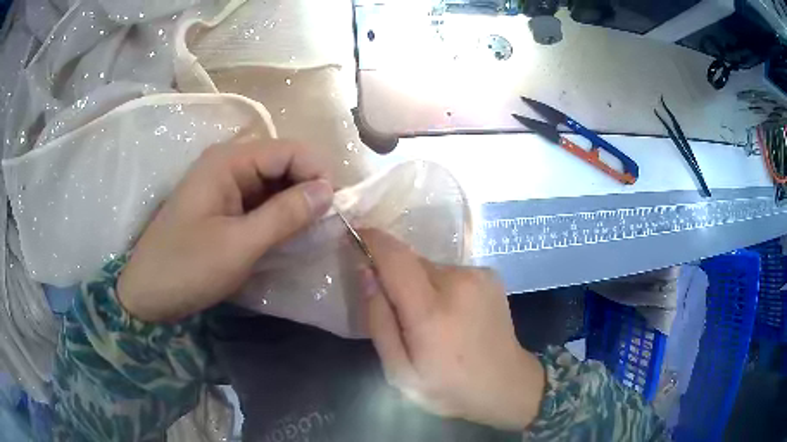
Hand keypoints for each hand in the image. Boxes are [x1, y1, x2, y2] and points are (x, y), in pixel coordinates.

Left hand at [118, 135, 333, 322]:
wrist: (147, 293)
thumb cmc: (187, 268)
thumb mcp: (240, 245)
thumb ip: (286, 215)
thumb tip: (329, 191)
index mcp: (229, 161)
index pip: (289, 150)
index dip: (317, 173)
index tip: (336, 209)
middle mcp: (228, 163)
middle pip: (283, 163)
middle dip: (308, 189)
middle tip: (325, 225)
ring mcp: (224, 185)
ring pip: (274, 183)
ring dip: (295, 204)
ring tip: (310, 233)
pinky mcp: (223, 205)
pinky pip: (260, 201)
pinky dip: (278, 215)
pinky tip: (287, 235)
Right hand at [359, 230, 544, 430]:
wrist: (506, 385)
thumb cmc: (448, 387)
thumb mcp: (399, 371)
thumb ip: (378, 320)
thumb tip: (366, 272)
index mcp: (431, 312)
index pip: (394, 257)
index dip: (371, 241)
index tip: (354, 236)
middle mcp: (458, 282)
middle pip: (411, 261)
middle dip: (395, 277)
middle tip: (397, 312)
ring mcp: (479, 276)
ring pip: (430, 267)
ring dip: (420, 285)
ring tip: (431, 321)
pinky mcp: (491, 275)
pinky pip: (451, 273)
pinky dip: (442, 287)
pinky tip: (454, 315)